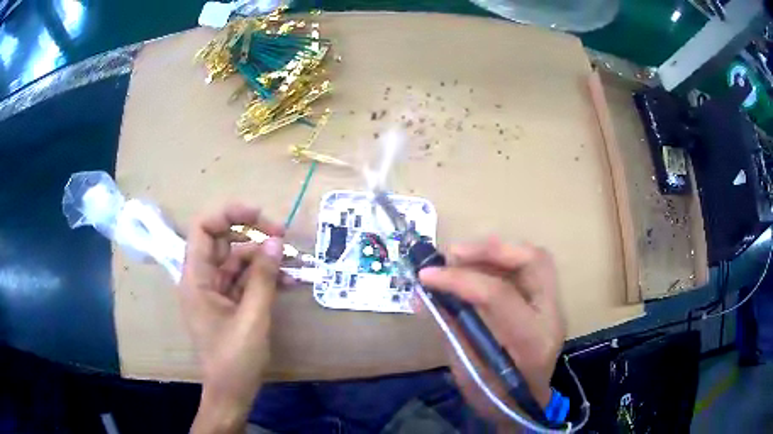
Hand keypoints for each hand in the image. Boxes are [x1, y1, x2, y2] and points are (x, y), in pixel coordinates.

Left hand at [179, 203, 284, 433]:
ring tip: (292, 264)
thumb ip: (264, 278)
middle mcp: (202, 280)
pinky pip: (245, 280)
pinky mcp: (228, 303)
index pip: (203, 229)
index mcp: (196, 279)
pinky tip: (287, 281)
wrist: (231, 393)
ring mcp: (215, 292)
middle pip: (223, 242)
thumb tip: (276, 242)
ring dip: (264, 259)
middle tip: (283, 238)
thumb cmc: (234, 359)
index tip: (259, 214)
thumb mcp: (252, 317)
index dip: (228, 214)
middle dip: (253, 236)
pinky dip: (263, 278)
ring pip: (238, 261)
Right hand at [418, 237, 565, 423]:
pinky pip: (528, 270)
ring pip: (534, 259)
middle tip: (453, 253)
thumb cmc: (495, 397)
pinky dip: (501, 261)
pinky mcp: (548, 303)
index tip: (426, 276)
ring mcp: (554, 307)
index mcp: (531, 341)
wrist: (526, 406)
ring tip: (461, 257)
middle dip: (491, 249)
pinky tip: (477, 267)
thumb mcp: (466, 369)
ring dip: (496, 251)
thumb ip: (448, 327)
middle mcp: (551, 317)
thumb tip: (422, 294)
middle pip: (533, 261)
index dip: (460, 280)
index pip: (499, 295)